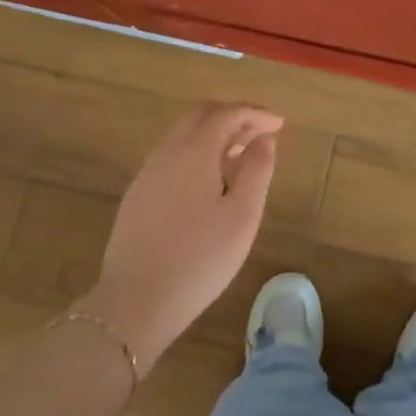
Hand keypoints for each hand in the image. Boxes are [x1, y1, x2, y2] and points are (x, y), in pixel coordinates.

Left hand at [79, 103, 281, 374]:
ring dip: (214, 134)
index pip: (228, 114)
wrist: (134, 302)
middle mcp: (167, 152)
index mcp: (194, 151)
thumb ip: (257, 170)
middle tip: (260, 133)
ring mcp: (147, 173)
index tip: (280, 124)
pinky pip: (172, 156)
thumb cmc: (200, 259)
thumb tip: (264, 139)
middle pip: (201, 116)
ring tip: (240, 155)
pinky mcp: (137, 195)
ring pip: (183, 135)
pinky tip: (210, 180)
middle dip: (233, 117)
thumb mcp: (242, 215)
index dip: (256, 113)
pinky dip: (197, 152)